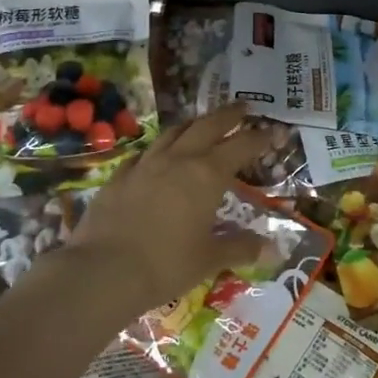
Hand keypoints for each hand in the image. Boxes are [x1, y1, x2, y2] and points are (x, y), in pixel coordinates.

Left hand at [66, 105, 278, 313]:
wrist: (104, 270)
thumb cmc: (166, 265)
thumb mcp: (209, 259)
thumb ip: (241, 248)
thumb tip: (273, 249)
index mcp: (207, 175)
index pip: (240, 146)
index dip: (259, 138)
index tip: (273, 132)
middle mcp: (178, 159)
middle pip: (207, 126)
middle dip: (228, 115)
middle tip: (242, 107)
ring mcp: (145, 164)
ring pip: (174, 132)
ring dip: (192, 124)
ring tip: (201, 122)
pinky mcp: (119, 175)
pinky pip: (144, 152)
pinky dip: (158, 148)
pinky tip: (156, 154)